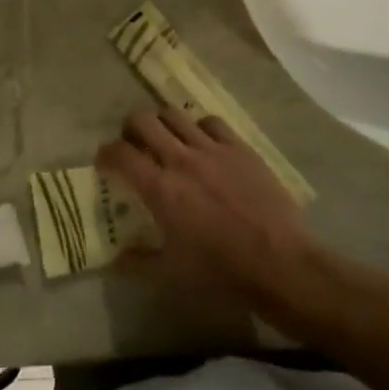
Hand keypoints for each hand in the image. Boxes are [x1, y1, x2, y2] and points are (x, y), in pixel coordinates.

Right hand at [96, 110, 319, 312]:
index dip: (106, 154)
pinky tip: (203, 144)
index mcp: (159, 189)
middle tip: (134, 146)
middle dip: (130, 130)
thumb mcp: (172, 274)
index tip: (105, 162)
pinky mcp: (240, 148)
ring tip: (166, 140)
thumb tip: (114, 258)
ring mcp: (213, 150)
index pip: (120, 154)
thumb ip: (138, 261)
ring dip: (163, 124)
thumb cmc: (223, 273)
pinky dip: (199, 128)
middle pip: (143, 122)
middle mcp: (181, 160)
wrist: (283, 265)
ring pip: (175, 115)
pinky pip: (211, 122)